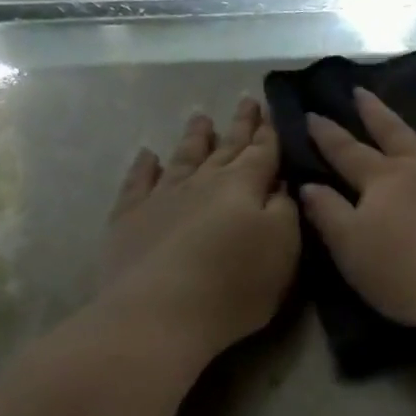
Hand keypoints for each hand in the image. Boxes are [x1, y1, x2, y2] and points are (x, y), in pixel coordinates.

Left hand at [99, 97, 299, 352]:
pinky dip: (144, 167)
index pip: (262, 152)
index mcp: (244, 186)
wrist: (159, 314)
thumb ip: (286, 210)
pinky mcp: (129, 219)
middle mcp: (203, 182)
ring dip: (195, 138)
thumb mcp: (284, 249)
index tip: (271, 110)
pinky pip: (138, 183)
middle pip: (225, 149)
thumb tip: (281, 183)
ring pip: (183, 158)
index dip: (269, 133)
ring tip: (201, 118)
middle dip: (239, 126)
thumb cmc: (235, 285)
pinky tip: (147, 155)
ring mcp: (162, 198)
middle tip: (246, 101)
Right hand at [300, 86, 415, 328]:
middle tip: (363, 90)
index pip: (349, 154)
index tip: (314, 114)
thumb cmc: (408, 277)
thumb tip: (308, 186)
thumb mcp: (352, 251)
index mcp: (385, 184)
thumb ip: (329, 216)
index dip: (329, 136)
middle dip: (377, 113)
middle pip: (397, 134)